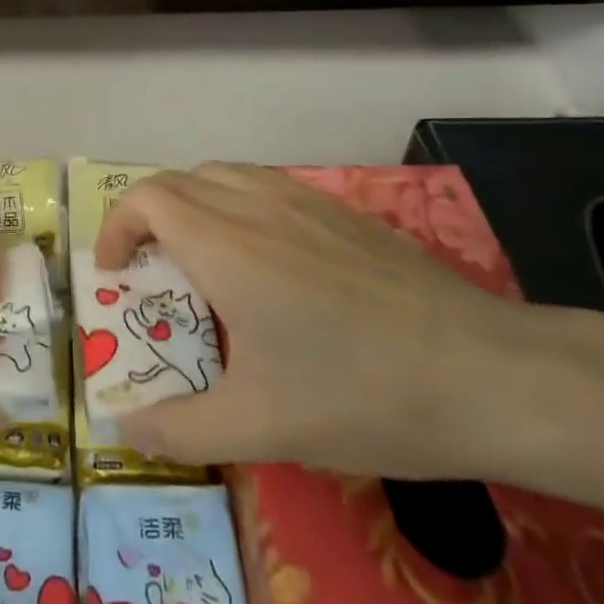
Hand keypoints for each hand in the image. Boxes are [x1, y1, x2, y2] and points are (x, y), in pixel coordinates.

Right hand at [97, 163, 537, 477]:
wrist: (489, 374)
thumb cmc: (362, 395)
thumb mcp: (262, 427)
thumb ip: (180, 428)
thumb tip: (122, 428)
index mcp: (224, 245)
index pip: (145, 198)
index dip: (116, 227)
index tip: (114, 274)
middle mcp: (255, 205)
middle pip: (176, 181)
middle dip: (145, 216)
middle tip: (149, 271)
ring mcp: (303, 200)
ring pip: (221, 175)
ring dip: (189, 204)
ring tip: (198, 258)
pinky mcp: (341, 210)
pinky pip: (264, 185)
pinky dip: (234, 203)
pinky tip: (265, 258)